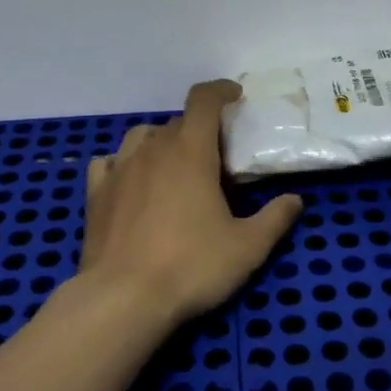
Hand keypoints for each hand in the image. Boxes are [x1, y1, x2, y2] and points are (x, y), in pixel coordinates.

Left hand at [79, 80, 304, 328]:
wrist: (123, 299)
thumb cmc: (191, 266)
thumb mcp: (247, 248)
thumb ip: (274, 219)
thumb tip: (294, 200)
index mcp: (190, 152)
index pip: (203, 101)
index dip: (221, 91)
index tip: (235, 96)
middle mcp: (152, 150)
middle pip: (177, 123)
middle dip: (199, 131)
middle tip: (216, 159)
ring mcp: (119, 170)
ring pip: (141, 137)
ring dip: (161, 141)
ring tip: (174, 165)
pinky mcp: (96, 194)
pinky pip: (109, 162)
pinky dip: (124, 163)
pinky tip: (131, 181)